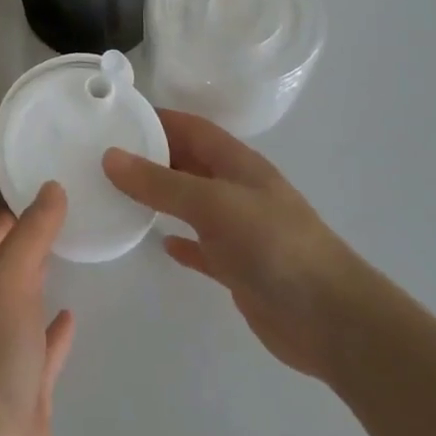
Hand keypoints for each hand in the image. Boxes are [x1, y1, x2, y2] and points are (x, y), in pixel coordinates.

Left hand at [0, 183, 75, 435]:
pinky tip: (73, 315)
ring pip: (26, 304)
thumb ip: (33, 232)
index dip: (15, 208)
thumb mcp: (10, 275)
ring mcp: (6, 347)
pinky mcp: (29, 384)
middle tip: (68, 215)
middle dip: (30, 241)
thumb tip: (51, 186)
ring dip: (42, 282)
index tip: (47, 185)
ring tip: (72, 255)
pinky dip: (57, 331)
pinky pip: (45, 347)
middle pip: (9, 264)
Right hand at [104, 111, 363, 381]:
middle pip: (188, 162)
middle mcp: (237, 190)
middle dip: (151, 155)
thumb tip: (110, 157)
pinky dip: (180, 242)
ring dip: (160, 197)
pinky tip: (158, 243)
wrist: (331, 320)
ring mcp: (239, 230)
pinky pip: (201, 246)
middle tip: (104, 155)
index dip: (157, 118)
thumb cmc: (274, 245)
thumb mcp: (212, 204)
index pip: (191, 128)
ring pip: (191, 203)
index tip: (115, 116)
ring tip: (118, 194)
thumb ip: (161, 183)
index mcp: (237, 163)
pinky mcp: (238, 267)